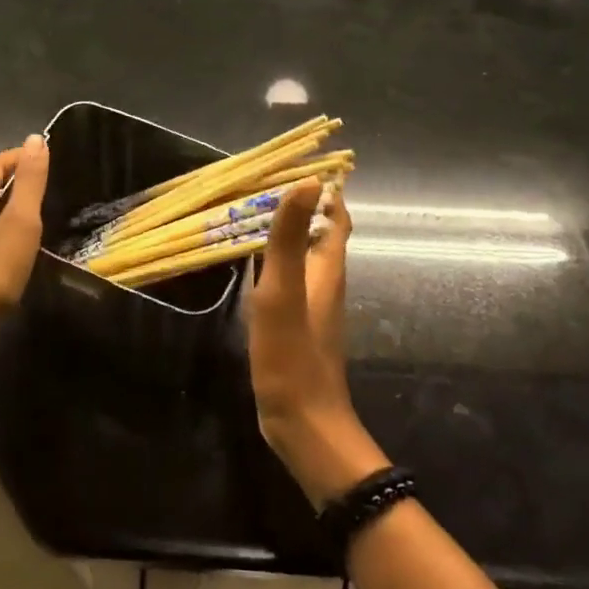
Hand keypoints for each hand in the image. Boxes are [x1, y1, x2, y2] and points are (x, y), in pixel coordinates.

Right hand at [247, 178, 386, 505]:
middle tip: (262, 183)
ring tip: (251, 213)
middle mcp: (325, 283)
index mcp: (327, 269)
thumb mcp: (283, 291)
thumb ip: (291, 239)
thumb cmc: (292, 355)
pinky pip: (290, 279)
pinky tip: (251, 264)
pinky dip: (276, 261)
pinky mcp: (297, 327)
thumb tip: (309, 181)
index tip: (301, 163)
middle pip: (321, 233)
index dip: (328, 190)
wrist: (303, 424)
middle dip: (302, 206)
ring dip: (288, 232)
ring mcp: (312, 307)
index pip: (337, 218)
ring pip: (305, 256)